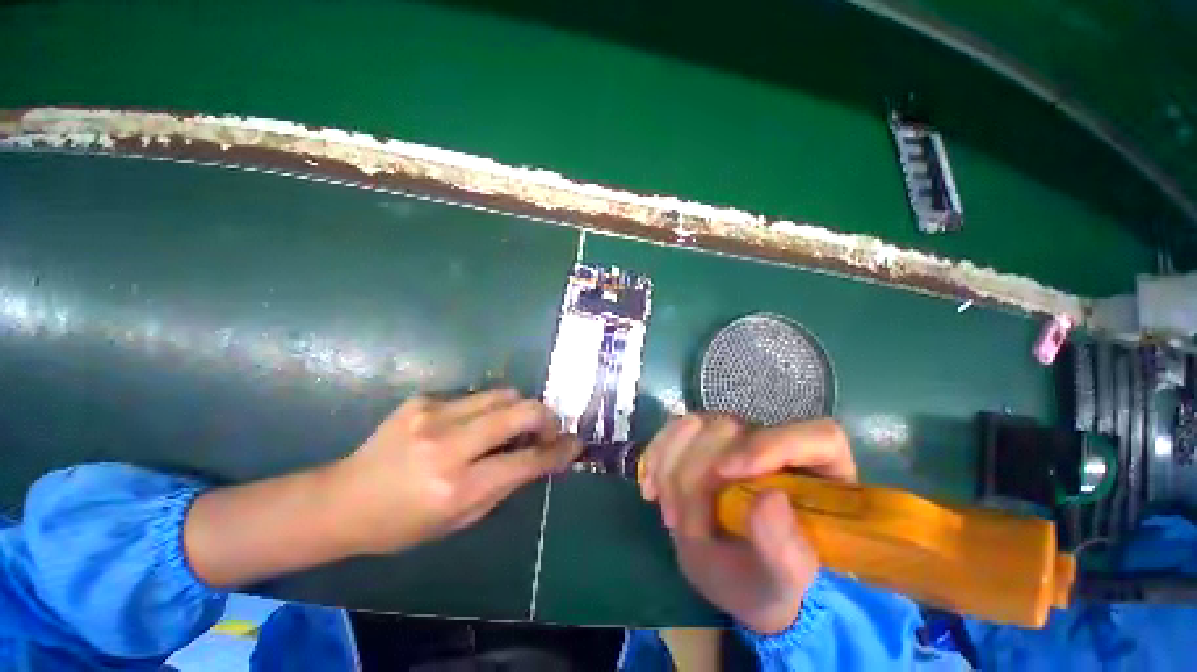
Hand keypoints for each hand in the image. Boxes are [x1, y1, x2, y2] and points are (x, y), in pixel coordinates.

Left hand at [328, 389, 579, 554]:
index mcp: (457, 487)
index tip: (575, 444)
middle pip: (520, 411)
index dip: (557, 451)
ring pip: (502, 393)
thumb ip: (505, 485)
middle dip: (546, 417)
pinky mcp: (423, 398)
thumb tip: (540, 457)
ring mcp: (433, 414)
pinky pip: (475, 395)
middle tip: (548, 428)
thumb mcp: (460, 520)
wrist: (341, 499)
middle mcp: (448, 445)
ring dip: (520, 407)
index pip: (525, 460)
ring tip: (516, 423)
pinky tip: (473, 424)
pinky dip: (487, 408)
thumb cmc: (402, 523)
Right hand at [640, 415, 855, 633]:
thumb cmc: (767, 582)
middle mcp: (776, 443)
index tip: (726, 474)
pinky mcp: (704, 438)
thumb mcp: (779, 582)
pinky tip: (650, 488)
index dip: (770, 445)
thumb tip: (770, 500)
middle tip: (683, 524)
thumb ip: (783, 550)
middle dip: (699, 473)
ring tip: (670, 515)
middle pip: (735, 427)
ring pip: (697, 424)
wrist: (732, 576)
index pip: (816, 438)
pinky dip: (656, 456)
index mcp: (821, 475)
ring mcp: (737, 437)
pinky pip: (672, 430)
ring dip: (672, 467)